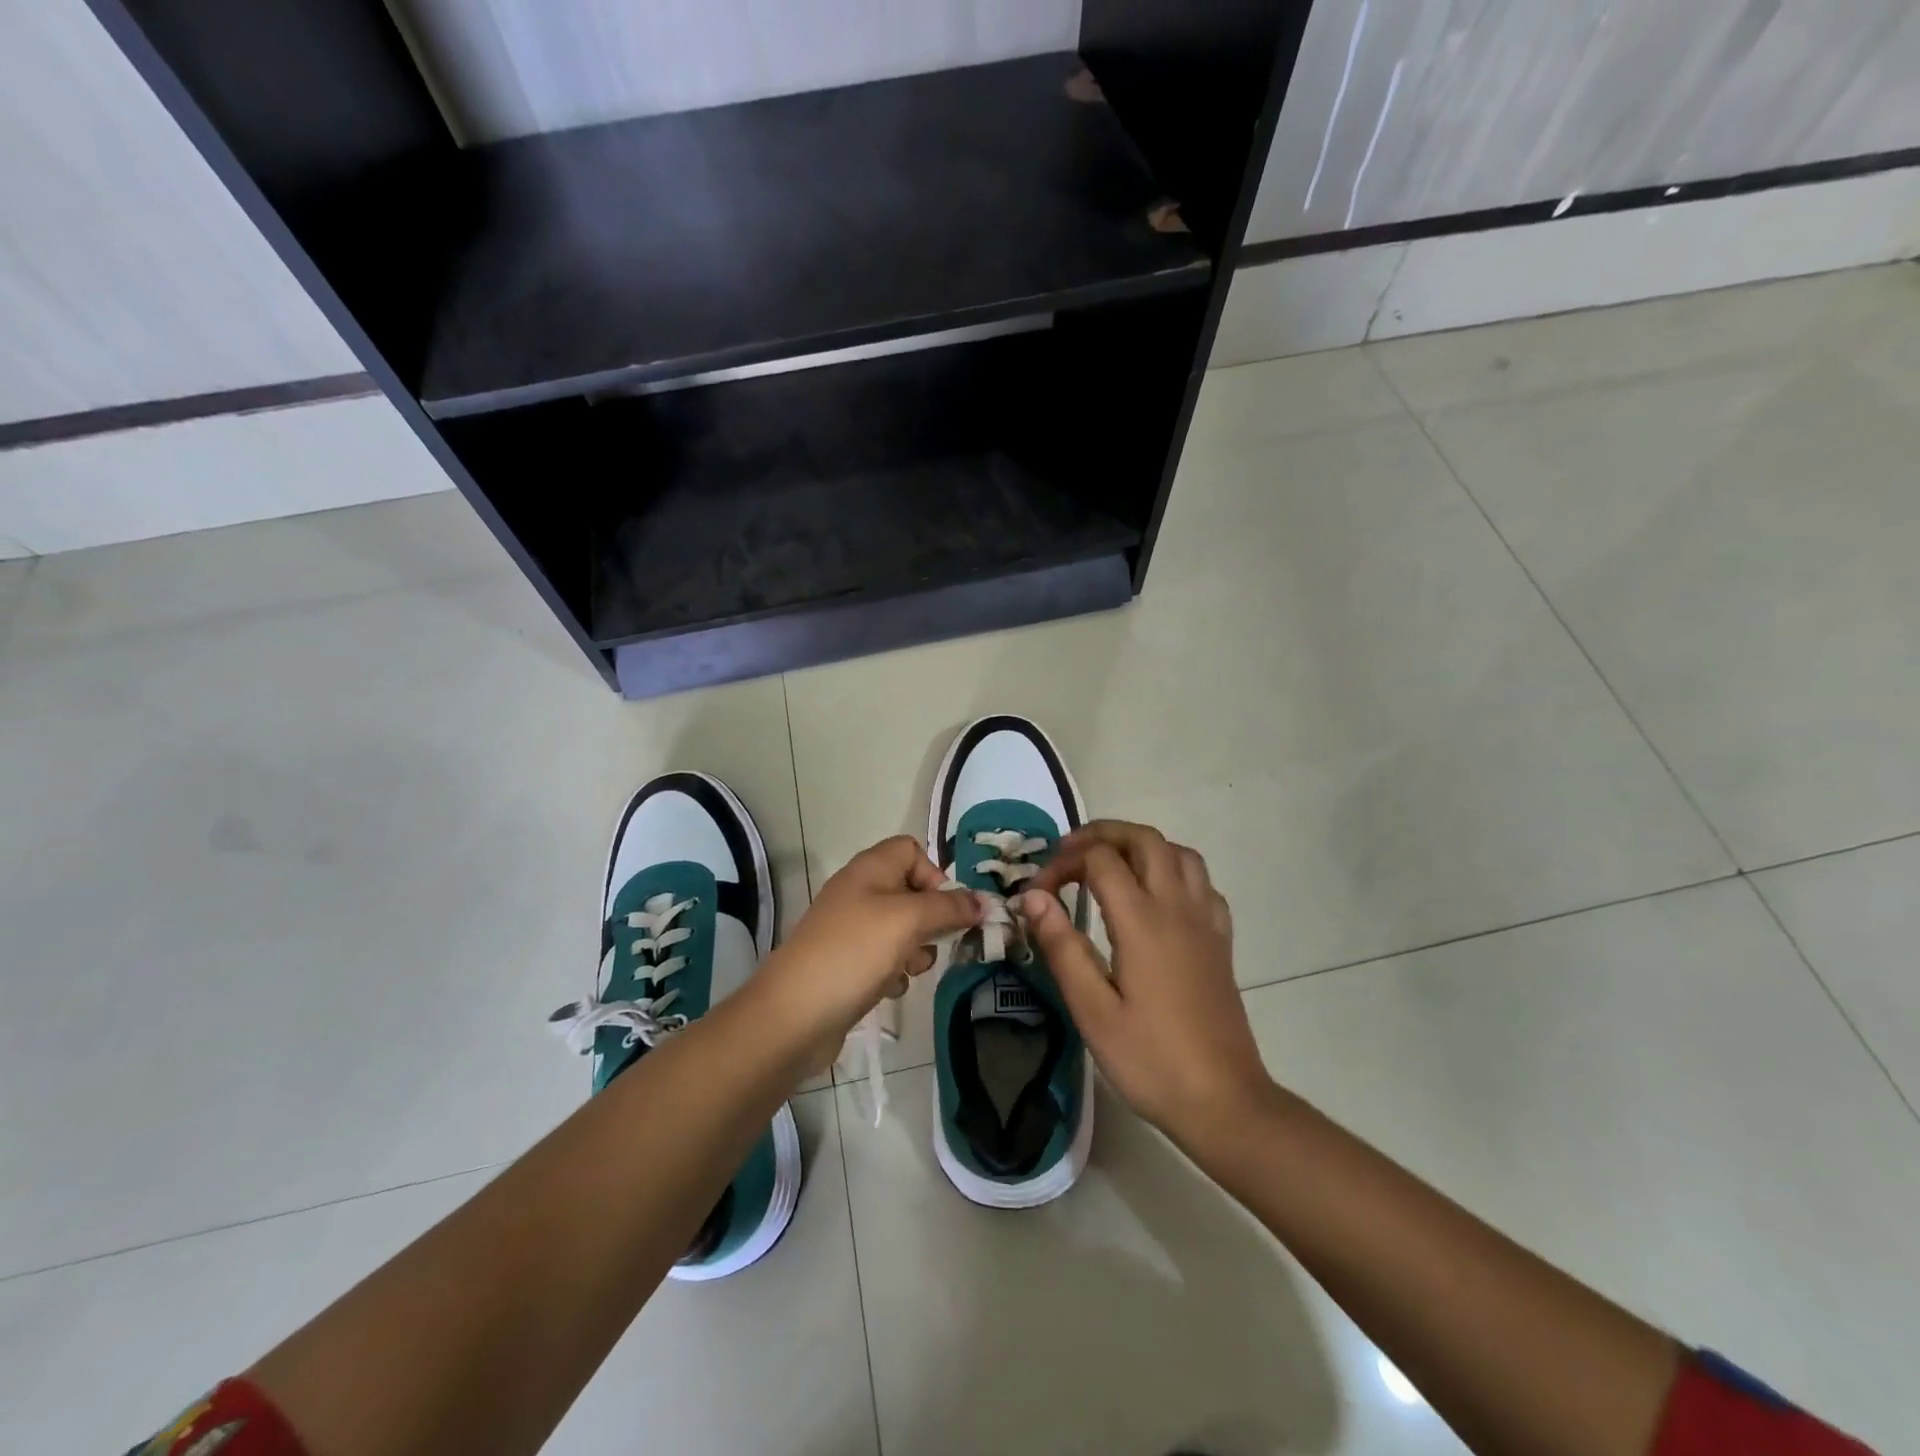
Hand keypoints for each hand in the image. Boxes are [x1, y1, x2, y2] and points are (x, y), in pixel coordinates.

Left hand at [754, 836, 982, 1070]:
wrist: (794, 1014)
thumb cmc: (855, 952)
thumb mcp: (909, 920)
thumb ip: (949, 907)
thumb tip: (983, 901)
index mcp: (870, 868)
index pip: (911, 850)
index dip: (933, 874)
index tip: (944, 906)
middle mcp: (859, 892)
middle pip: (911, 893)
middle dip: (931, 920)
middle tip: (935, 942)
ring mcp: (850, 930)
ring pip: (902, 930)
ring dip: (915, 951)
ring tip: (907, 969)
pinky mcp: (846, 964)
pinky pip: (884, 959)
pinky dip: (893, 972)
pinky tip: (887, 989)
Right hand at [1023, 820, 1273, 1146]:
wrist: (1224, 1101)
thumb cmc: (1150, 1060)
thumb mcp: (1092, 1010)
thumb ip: (1062, 946)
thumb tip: (1032, 896)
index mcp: (1143, 921)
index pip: (1100, 860)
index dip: (1063, 863)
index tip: (1038, 892)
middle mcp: (1178, 907)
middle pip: (1145, 839)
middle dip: (1102, 834)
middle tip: (1068, 855)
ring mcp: (1205, 921)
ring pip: (1179, 852)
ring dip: (1141, 846)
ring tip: (1110, 867)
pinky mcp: (1221, 940)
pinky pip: (1202, 882)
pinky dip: (1173, 870)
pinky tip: (1156, 897)